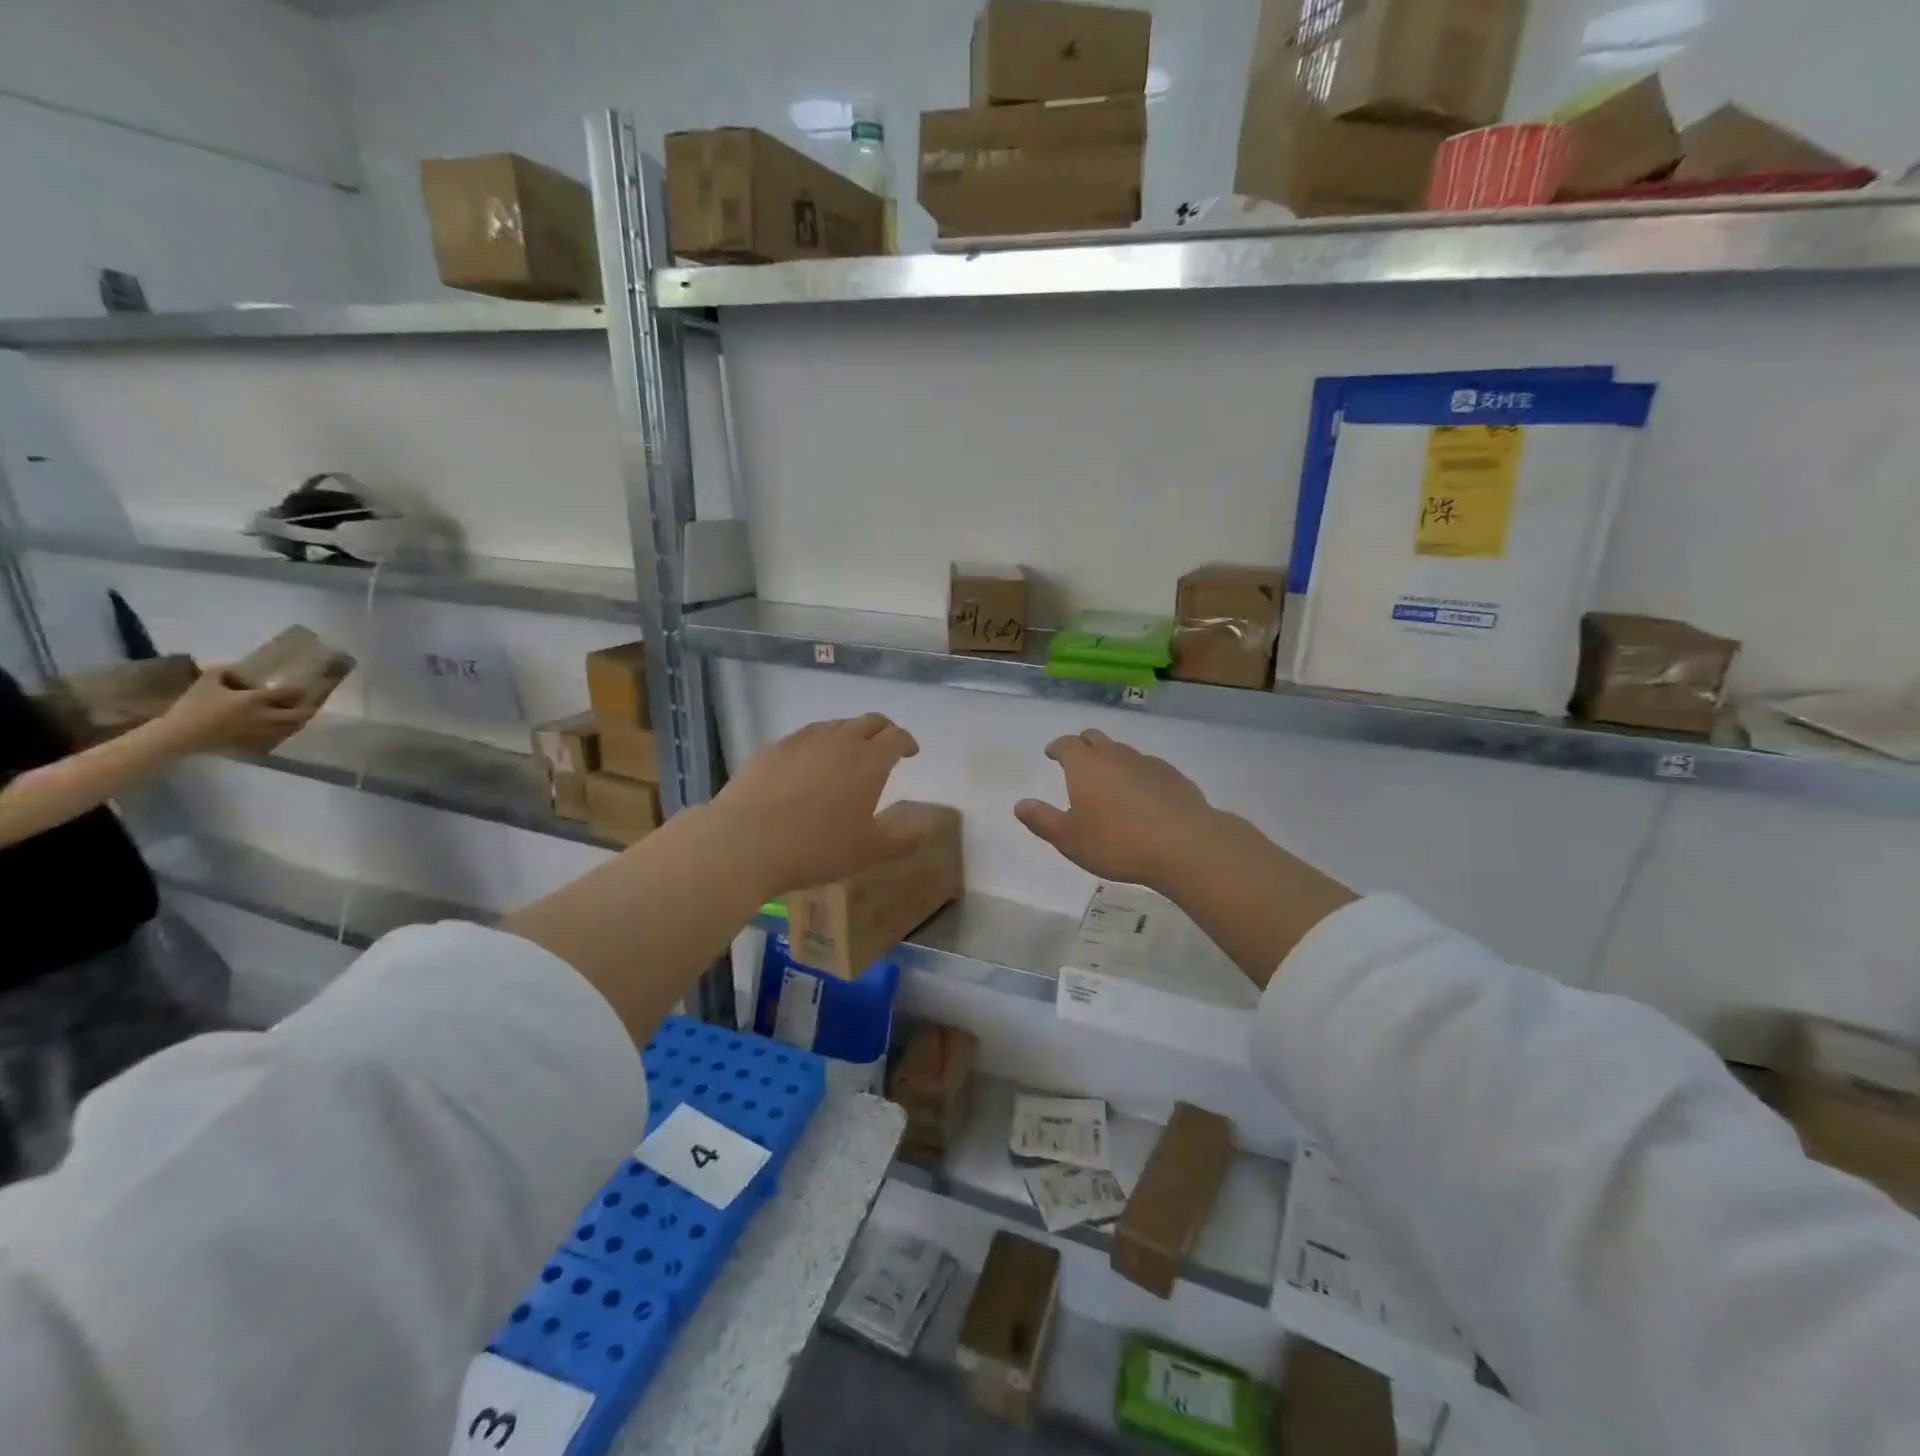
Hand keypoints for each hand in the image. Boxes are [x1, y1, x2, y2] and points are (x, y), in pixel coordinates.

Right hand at [153, 667, 311, 755]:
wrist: (179, 736)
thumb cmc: (192, 706)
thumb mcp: (206, 682)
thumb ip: (225, 671)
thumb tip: (239, 668)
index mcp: (255, 700)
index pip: (289, 693)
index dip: (298, 689)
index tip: (301, 686)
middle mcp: (266, 717)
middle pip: (302, 713)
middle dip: (308, 707)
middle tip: (306, 702)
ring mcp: (263, 732)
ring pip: (294, 727)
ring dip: (299, 719)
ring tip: (296, 713)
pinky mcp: (257, 744)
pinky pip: (281, 738)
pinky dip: (286, 731)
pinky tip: (281, 727)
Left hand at [710, 714, 921, 898]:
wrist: (746, 840)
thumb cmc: (817, 847)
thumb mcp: (868, 853)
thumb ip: (901, 842)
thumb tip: (920, 834)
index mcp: (870, 760)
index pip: (896, 737)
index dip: (907, 742)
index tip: (911, 752)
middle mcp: (840, 740)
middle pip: (869, 722)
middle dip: (883, 731)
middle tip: (886, 746)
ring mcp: (803, 740)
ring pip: (835, 726)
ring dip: (850, 734)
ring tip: (848, 754)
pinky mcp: (773, 748)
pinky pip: (805, 737)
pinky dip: (818, 744)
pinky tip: (810, 765)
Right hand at [1015, 729, 1219, 891]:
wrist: (1185, 845)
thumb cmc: (1117, 842)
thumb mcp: (1069, 839)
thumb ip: (1042, 820)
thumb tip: (1020, 804)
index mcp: (1085, 766)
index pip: (1066, 744)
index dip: (1057, 747)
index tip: (1052, 753)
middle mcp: (1115, 756)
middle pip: (1095, 738)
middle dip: (1082, 744)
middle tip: (1077, 759)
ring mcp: (1147, 763)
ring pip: (1123, 751)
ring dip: (1111, 759)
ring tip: (1109, 782)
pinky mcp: (1173, 776)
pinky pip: (1148, 767)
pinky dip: (1137, 774)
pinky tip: (1142, 797)